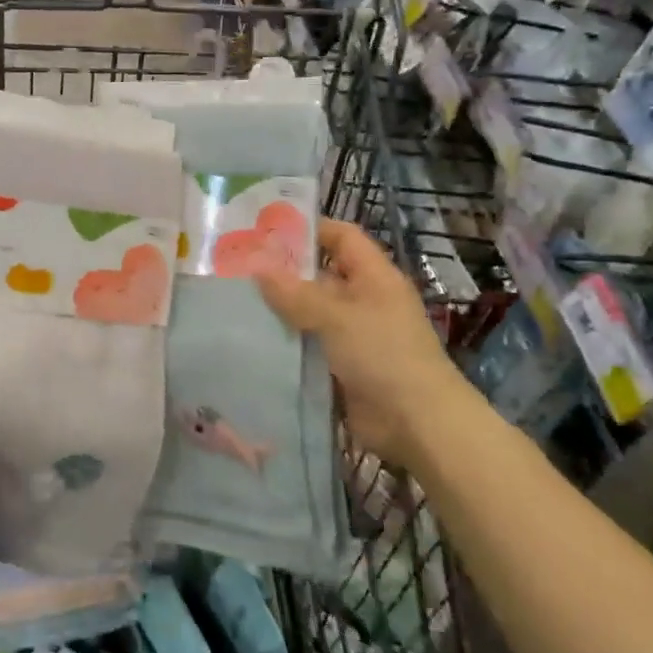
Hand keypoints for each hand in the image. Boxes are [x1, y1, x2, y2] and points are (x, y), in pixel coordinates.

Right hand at [257, 219, 461, 465]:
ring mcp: (353, 334)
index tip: (266, 229)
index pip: (341, 237)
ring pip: (310, 312)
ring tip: (234, 301)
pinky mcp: (342, 366)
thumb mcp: (338, 317)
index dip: (309, 228)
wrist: (418, 424)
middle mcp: (363, 300)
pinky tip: (251, 339)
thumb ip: (296, 293)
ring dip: (280, 309)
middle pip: (320, 274)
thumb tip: (257, 267)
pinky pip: (308, 345)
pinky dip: (285, 342)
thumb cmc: (384, 355)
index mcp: (373, 277)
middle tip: (237, 267)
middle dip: (283, 271)